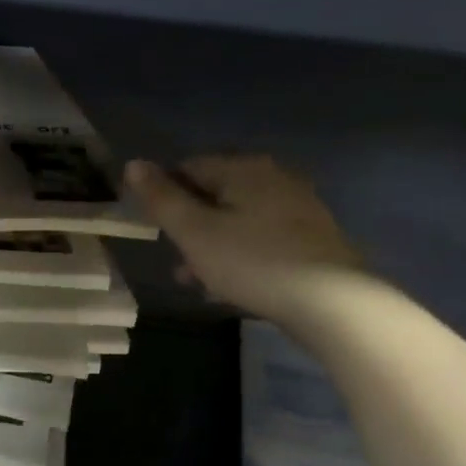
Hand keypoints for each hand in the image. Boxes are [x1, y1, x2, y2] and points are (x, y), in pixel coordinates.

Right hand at [123, 154, 363, 331]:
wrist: (331, 301)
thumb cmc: (252, 261)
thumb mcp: (195, 232)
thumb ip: (162, 199)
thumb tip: (134, 163)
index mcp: (244, 169)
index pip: (189, 167)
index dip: (164, 194)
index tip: (153, 227)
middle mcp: (274, 178)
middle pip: (216, 195)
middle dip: (190, 226)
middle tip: (174, 260)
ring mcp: (298, 208)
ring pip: (239, 221)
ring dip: (212, 246)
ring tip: (195, 280)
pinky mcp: (312, 239)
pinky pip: (262, 240)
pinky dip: (240, 256)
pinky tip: (231, 287)